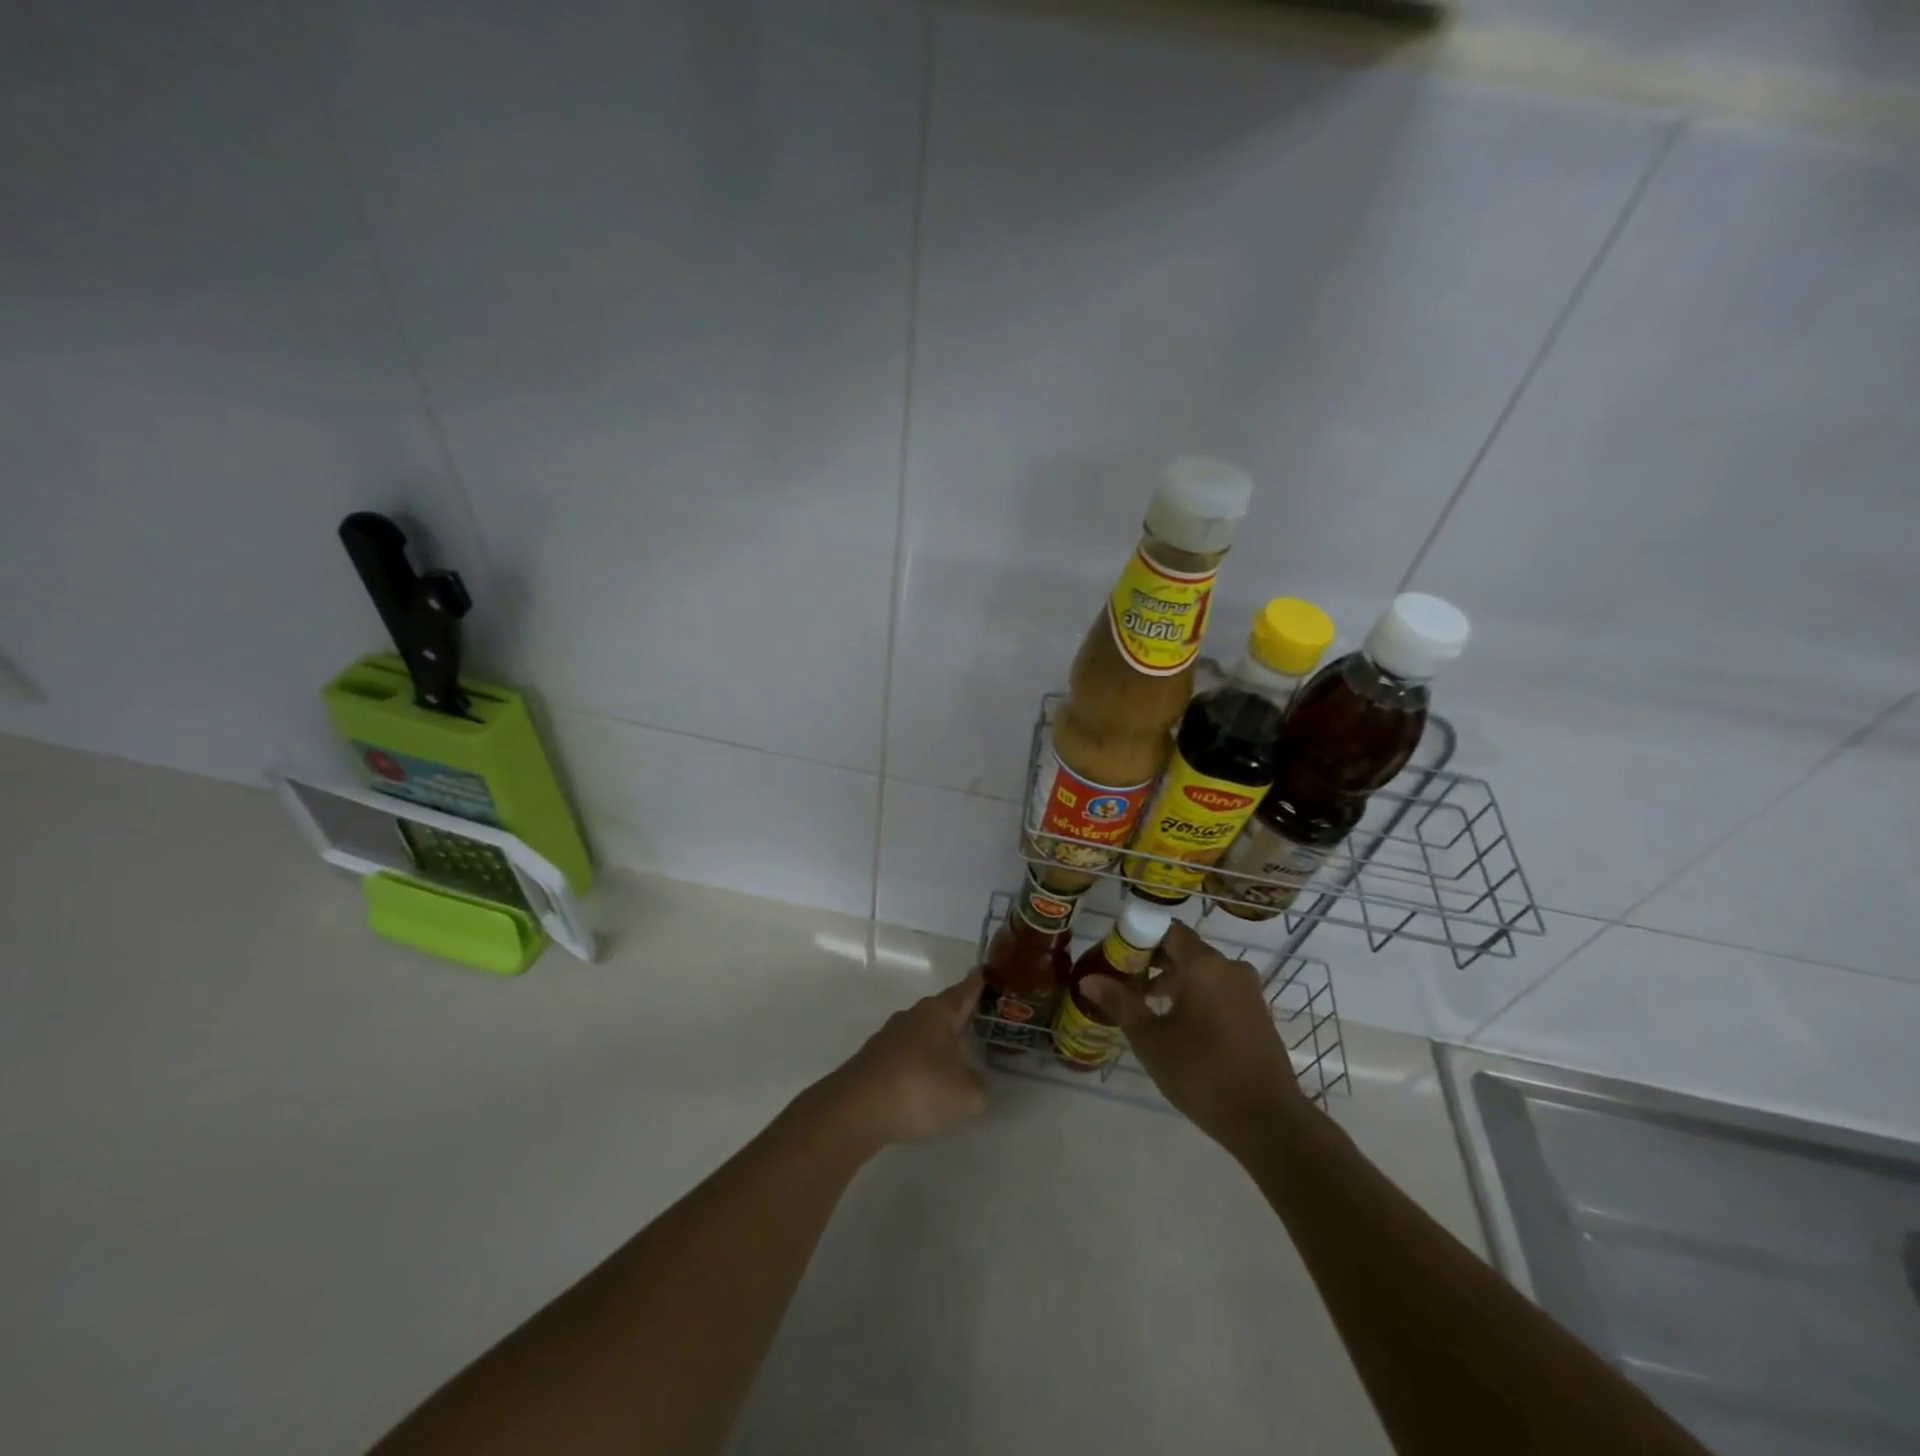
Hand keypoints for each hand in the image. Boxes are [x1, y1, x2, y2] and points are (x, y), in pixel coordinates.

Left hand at [817, 971, 988, 1146]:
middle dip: (958, 1016)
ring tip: (954, 1059)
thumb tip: (972, 1084)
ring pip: (921, 1034)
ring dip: (936, 1044)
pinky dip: (918, 1067)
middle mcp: (912, 1017)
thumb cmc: (919, 1088)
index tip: (984, 970)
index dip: (977, 983)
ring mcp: (889, 1038)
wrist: (855, 1109)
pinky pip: (905, 1057)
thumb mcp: (966, 1096)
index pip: (964, 991)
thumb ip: (978, 1088)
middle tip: (977, 1021)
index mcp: (938, 1013)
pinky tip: (924, 1087)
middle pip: (941, 1011)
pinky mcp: (873, 1061)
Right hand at [1082, 922, 1308, 1148]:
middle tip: (1125, 984)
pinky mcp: (1258, 1014)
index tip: (1117, 958)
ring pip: (1203, 972)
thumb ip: (1120, 1003)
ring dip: (1174, 981)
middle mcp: (1230, 968)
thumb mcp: (1151, 1040)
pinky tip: (1180, 1026)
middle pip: (1185, 950)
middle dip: (1153, 963)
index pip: (1167, 930)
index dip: (1139, 938)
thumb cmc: (1202, 1073)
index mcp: (1204, 965)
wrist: (1267, 1121)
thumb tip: (1088, 980)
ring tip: (1148, 1008)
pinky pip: (1220, 990)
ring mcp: (1248, 991)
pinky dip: (1197, 996)